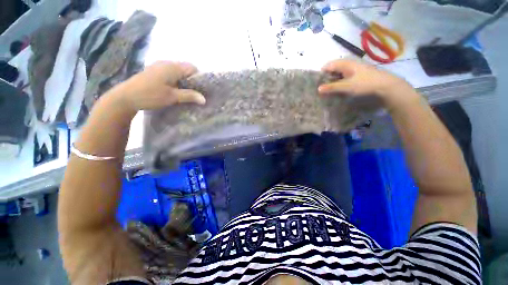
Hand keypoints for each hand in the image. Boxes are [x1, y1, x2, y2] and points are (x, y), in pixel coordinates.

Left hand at [111, 61, 205, 112]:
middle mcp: (166, 63)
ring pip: (178, 72)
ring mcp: (159, 66)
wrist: (125, 97)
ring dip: (184, 81)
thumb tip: (204, 99)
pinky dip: (176, 80)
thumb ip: (189, 96)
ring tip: (187, 93)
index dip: (199, 78)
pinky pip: (170, 73)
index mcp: (172, 67)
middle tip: (196, 93)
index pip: (192, 68)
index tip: (202, 89)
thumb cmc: (150, 95)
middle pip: (185, 69)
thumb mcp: (172, 97)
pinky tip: (175, 90)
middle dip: (192, 80)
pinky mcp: (154, 71)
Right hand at [318, 60, 418, 109]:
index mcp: (346, 63)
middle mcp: (349, 64)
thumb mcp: (347, 86)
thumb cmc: (366, 84)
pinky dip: (339, 82)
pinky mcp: (358, 75)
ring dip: (332, 81)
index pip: (328, 65)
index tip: (316, 83)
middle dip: (326, 78)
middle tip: (321, 88)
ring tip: (328, 90)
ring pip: (339, 73)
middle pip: (333, 69)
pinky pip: (344, 77)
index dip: (321, 73)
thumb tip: (318, 89)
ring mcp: (354, 69)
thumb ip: (332, 87)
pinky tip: (338, 89)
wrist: (387, 86)